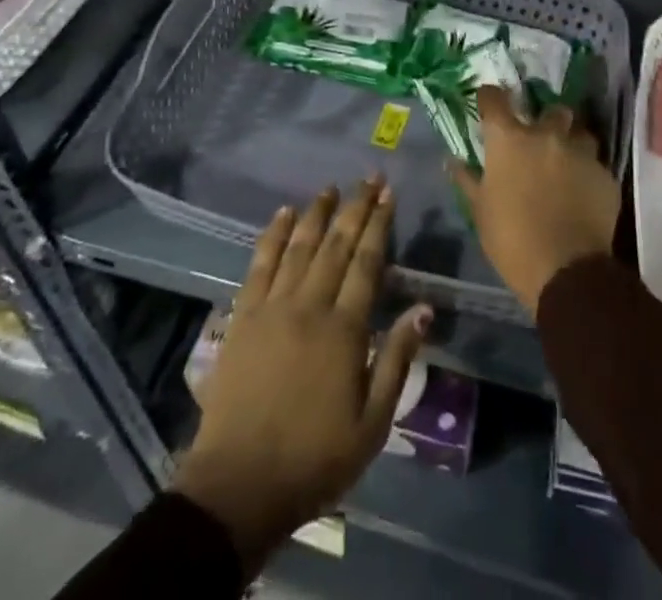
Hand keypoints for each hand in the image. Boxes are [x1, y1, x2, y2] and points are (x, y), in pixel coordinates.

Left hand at [174, 179, 430, 574]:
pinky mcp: (243, 315)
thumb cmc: (314, 459)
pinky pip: (260, 263)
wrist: (239, 484)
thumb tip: (423, 308)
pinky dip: (272, 234)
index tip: (388, 195)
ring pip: (299, 246)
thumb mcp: (372, 424)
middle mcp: (309, 306)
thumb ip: (396, 360)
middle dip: (355, 208)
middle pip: (336, 245)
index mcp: (343, 330)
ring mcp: (272, 307)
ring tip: (331, 187)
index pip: (366, 263)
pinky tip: (283, 214)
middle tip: (368, 178)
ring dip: (317, 213)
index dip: (378, 225)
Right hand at [450, 86, 620, 313]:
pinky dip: (588, 173)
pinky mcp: (605, 176)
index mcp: (509, 140)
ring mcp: (580, 153)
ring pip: (580, 133)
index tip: (489, 102)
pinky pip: (596, 165)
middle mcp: (546, 135)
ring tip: (567, 163)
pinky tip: (584, 193)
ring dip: (572, 143)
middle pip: (550, 109)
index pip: (495, 99)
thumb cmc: (512, 240)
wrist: (566, 272)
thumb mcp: (480, 211)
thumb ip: (467, 180)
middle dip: (546, 119)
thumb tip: (452, 161)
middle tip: (539, 139)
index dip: (491, 97)